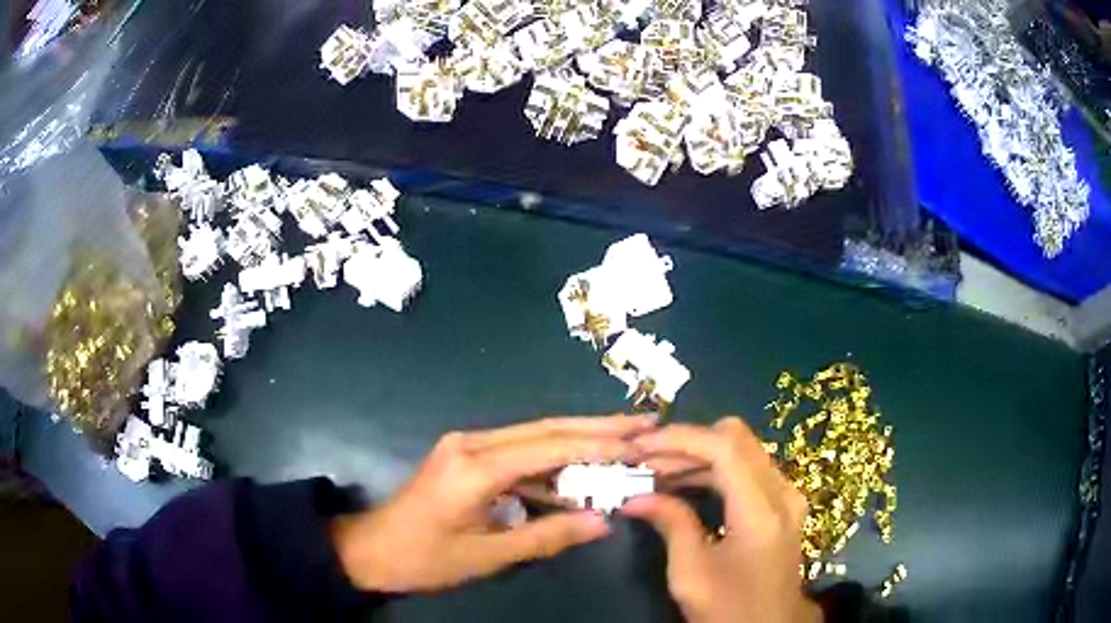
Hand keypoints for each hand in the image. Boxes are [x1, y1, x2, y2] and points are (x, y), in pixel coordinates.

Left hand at [330, 414, 654, 592]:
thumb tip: (604, 521)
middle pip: (546, 429)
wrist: (371, 549)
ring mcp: (467, 446)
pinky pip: (518, 452)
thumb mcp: (488, 556)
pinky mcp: (466, 456)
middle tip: (644, 422)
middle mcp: (473, 443)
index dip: (598, 446)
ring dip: (579, 439)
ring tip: (625, 439)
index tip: (640, 443)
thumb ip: (547, 536)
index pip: (549, 448)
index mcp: (475, 468)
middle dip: (597, 427)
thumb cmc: (425, 559)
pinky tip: (580, 468)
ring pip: (534, 436)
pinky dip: (553, 460)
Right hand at [622, 418, 821, 622]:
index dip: (680, 439)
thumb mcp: (691, 573)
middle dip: (687, 443)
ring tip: (657, 473)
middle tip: (646, 461)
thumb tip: (636, 497)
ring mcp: (787, 496)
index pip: (724, 448)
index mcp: (762, 510)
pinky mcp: (783, 505)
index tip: (641, 445)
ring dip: (699, 455)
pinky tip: (686, 484)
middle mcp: (782, 492)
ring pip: (742, 450)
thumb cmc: (729, 608)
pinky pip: (748, 469)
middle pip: (736, 439)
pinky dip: (715, 469)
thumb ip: (671, 524)